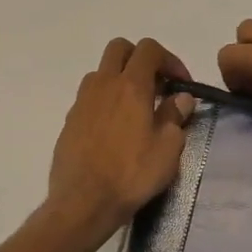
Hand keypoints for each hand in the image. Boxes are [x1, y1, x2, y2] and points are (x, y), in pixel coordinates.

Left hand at [45, 38, 195, 248]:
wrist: (83, 202)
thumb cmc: (131, 174)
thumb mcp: (167, 149)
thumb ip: (175, 116)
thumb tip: (181, 98)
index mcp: (130, 86)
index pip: (149, 49)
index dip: (170, 60)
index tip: (182, 85)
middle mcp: (103, 85)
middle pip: (120, 48)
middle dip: (141, 59)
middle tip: (157, 86)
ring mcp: (82, 101)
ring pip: (102, 72)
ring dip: (121, 79)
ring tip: (136, 109)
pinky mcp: (70, 120)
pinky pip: (90, 97)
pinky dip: (106, 101)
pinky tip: (116, 130)